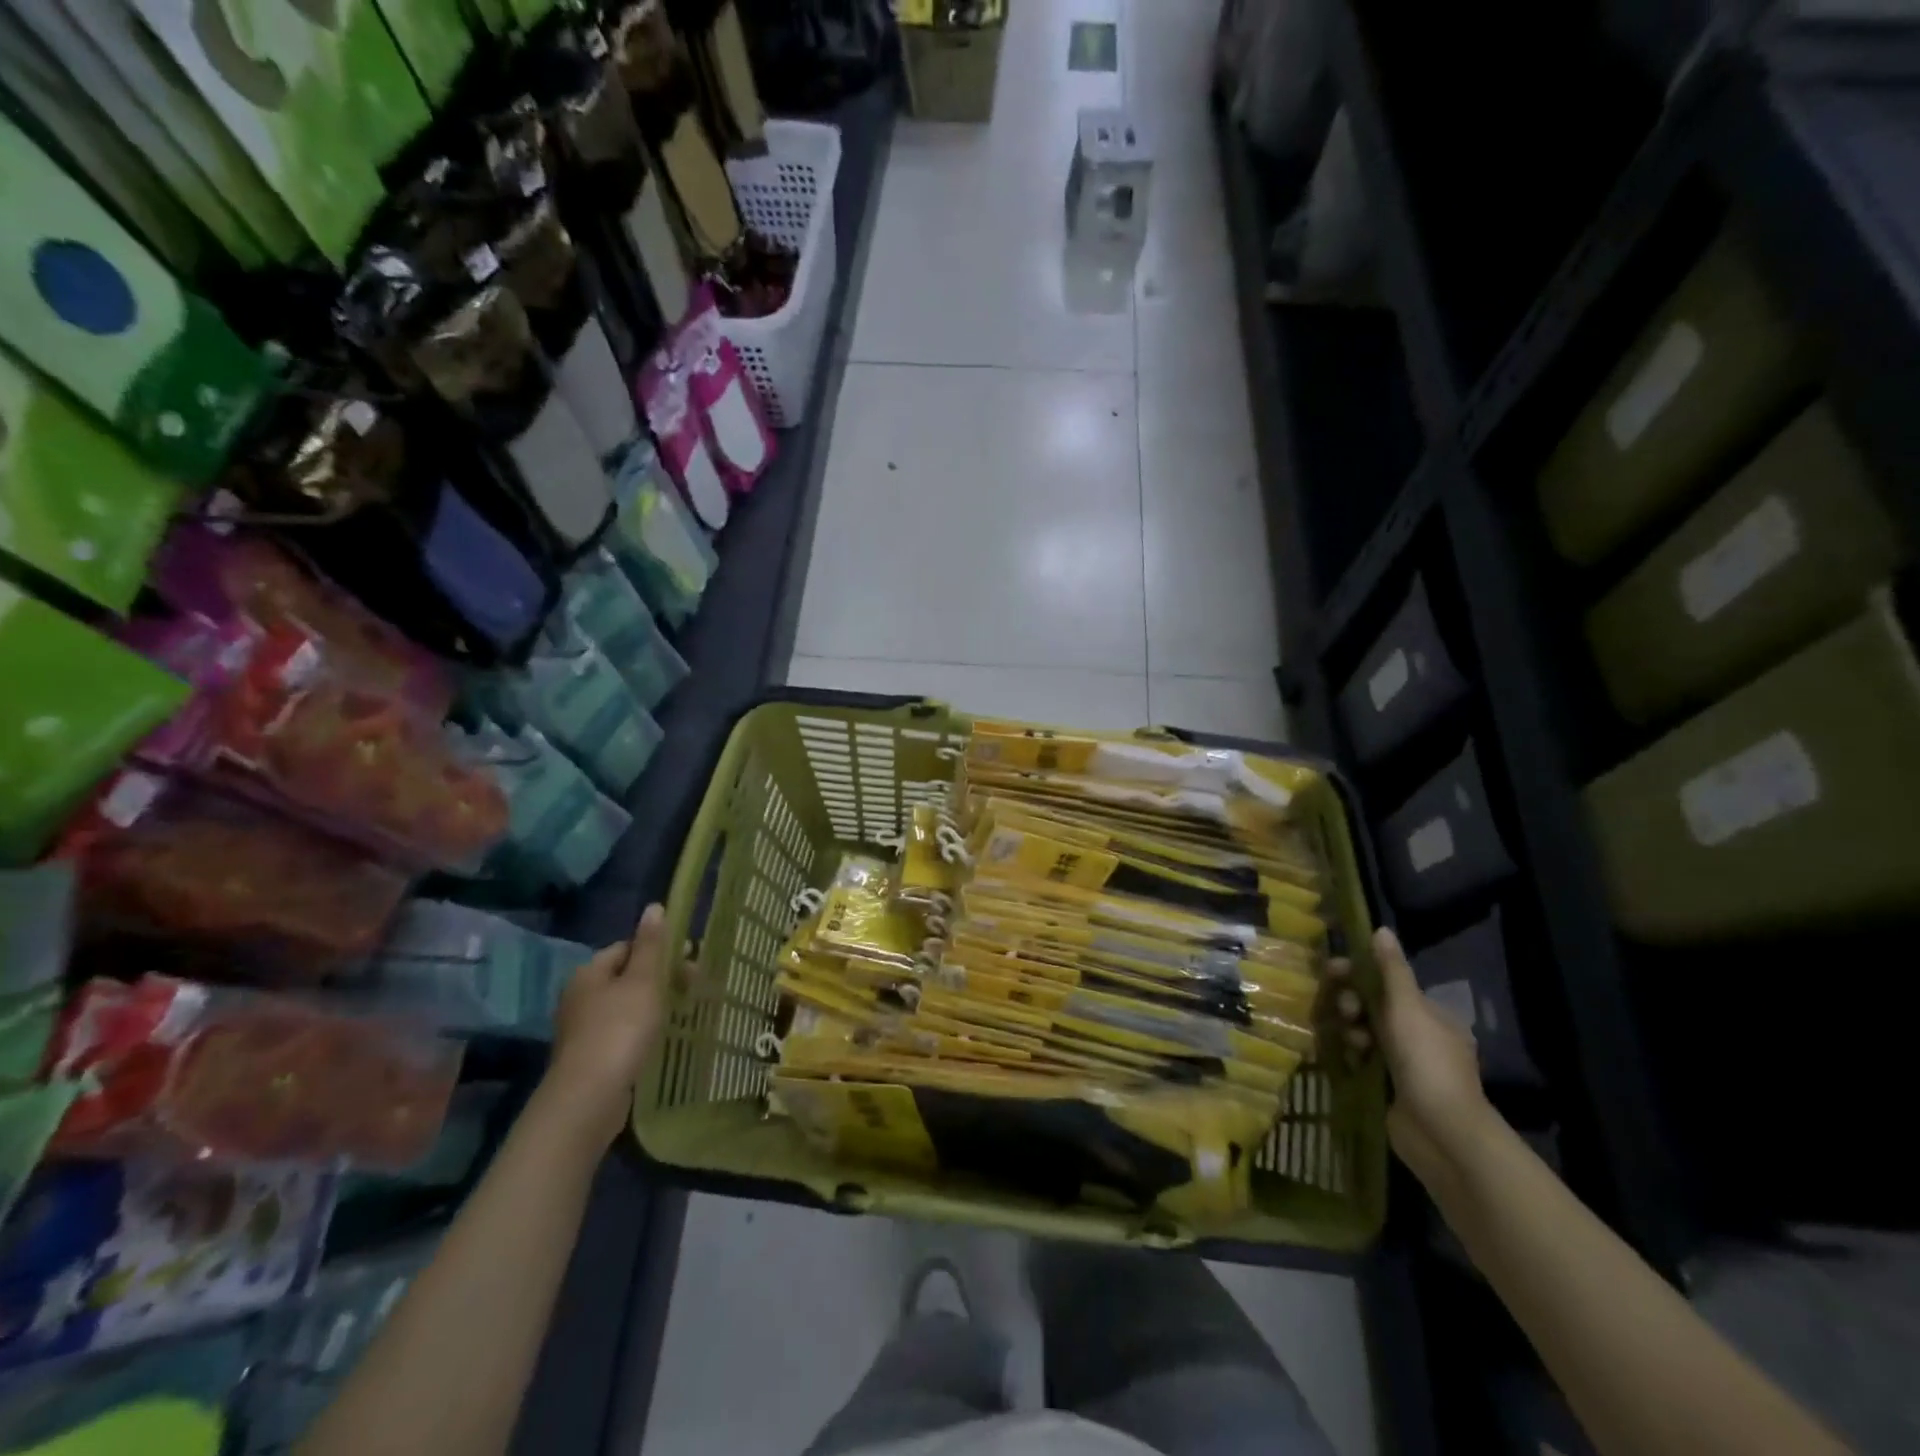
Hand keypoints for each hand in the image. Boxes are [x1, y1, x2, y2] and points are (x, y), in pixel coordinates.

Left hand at [546, 904, 673, 1147]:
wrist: (589, 1097)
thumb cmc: (620, 1029)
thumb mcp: (643, 981)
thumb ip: (651, 945)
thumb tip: (654, 906)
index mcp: (589, 973)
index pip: (626, 948)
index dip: (658, 950)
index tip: (688, 962)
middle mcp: (580, 997)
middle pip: (626, 977)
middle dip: (659, 979)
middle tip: (691, 988)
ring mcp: (582, 1029)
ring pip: (625, 1006)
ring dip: (652, 1007)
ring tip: (681, 1014)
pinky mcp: (590, 1057)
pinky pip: (621, 1033)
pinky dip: (641, 1031)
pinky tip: (659, 1040)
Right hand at [1328, 926, 1490, 1181]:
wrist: (1441, 1132)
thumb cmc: (1426, 1061)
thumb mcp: (1407, 1007)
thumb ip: (1391, 969)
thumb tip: (1381, 929)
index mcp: (1431, 1016)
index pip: (1388, 984)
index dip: (1359, 974)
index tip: (1333, 971)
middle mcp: (1419, 1037)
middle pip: (1373, 1008)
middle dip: (1353, 1004)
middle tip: (1345, 1011)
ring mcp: (1404, 1065)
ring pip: (1365, 1034)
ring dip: (1352, 1031)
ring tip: (1353, 1044)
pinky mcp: (1388, 1087)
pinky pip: (1361, 1061)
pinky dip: (1351, 1056)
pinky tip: (1346, 1059)